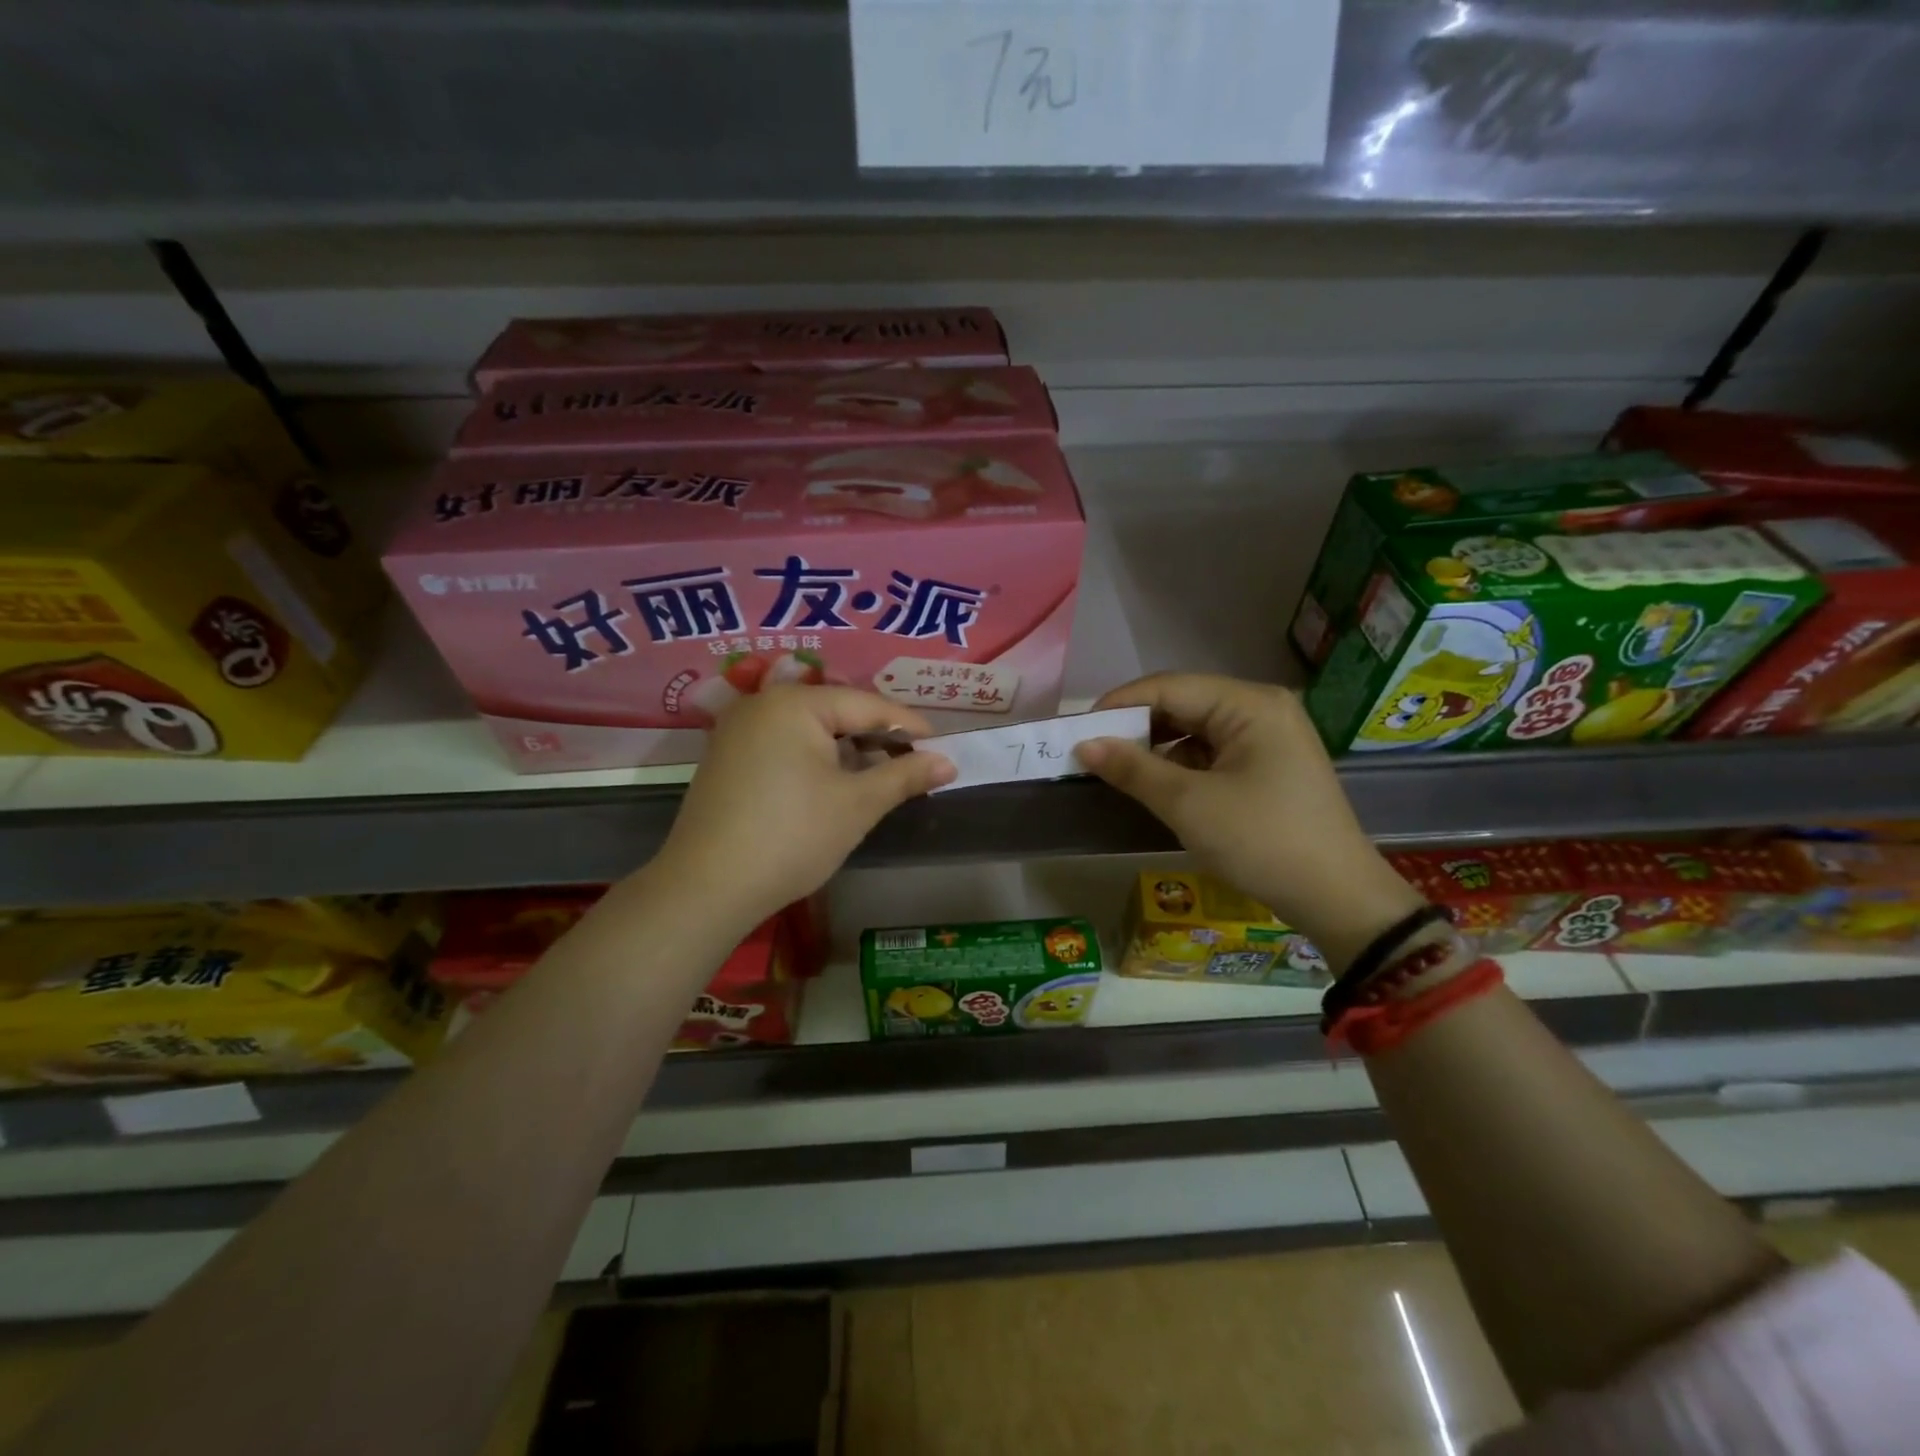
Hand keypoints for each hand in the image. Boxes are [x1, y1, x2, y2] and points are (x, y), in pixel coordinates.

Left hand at [646, 685, 954, 928]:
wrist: (707, 888)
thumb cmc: (792, 837)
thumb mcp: (857, 805)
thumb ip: (905, 776)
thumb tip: (948, 762)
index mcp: (794, 703)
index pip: (866, 704)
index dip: (908, 724)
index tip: (941, 744)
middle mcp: (761, 704)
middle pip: (835, 711)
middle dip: (876, 737)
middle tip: (914, 761)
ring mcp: (737, 730)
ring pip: (809, 729)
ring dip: (847, 749)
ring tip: (880, 774)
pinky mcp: (726, 758)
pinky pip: (783, 745)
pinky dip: (815, 759)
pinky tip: (834, 783)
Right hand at [1076, 673, 1424, 971]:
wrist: (1338, 899)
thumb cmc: (1262, 841)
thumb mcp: (1190, 804)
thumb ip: (1133, 769)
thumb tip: (1084, 745)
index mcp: (1249, 704)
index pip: (1169, 687)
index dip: (1119, 705)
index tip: (1077, 732)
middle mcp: (1261, 709)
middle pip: (1182, 704)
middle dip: (1136, 728)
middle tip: (1093, 753)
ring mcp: (1268, 738)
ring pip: (1195, 730)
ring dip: (1155, 749)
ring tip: (1116, 771)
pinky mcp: (1268, 766)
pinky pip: (1211, 752)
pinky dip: (1179, 766)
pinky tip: (1155, 785)